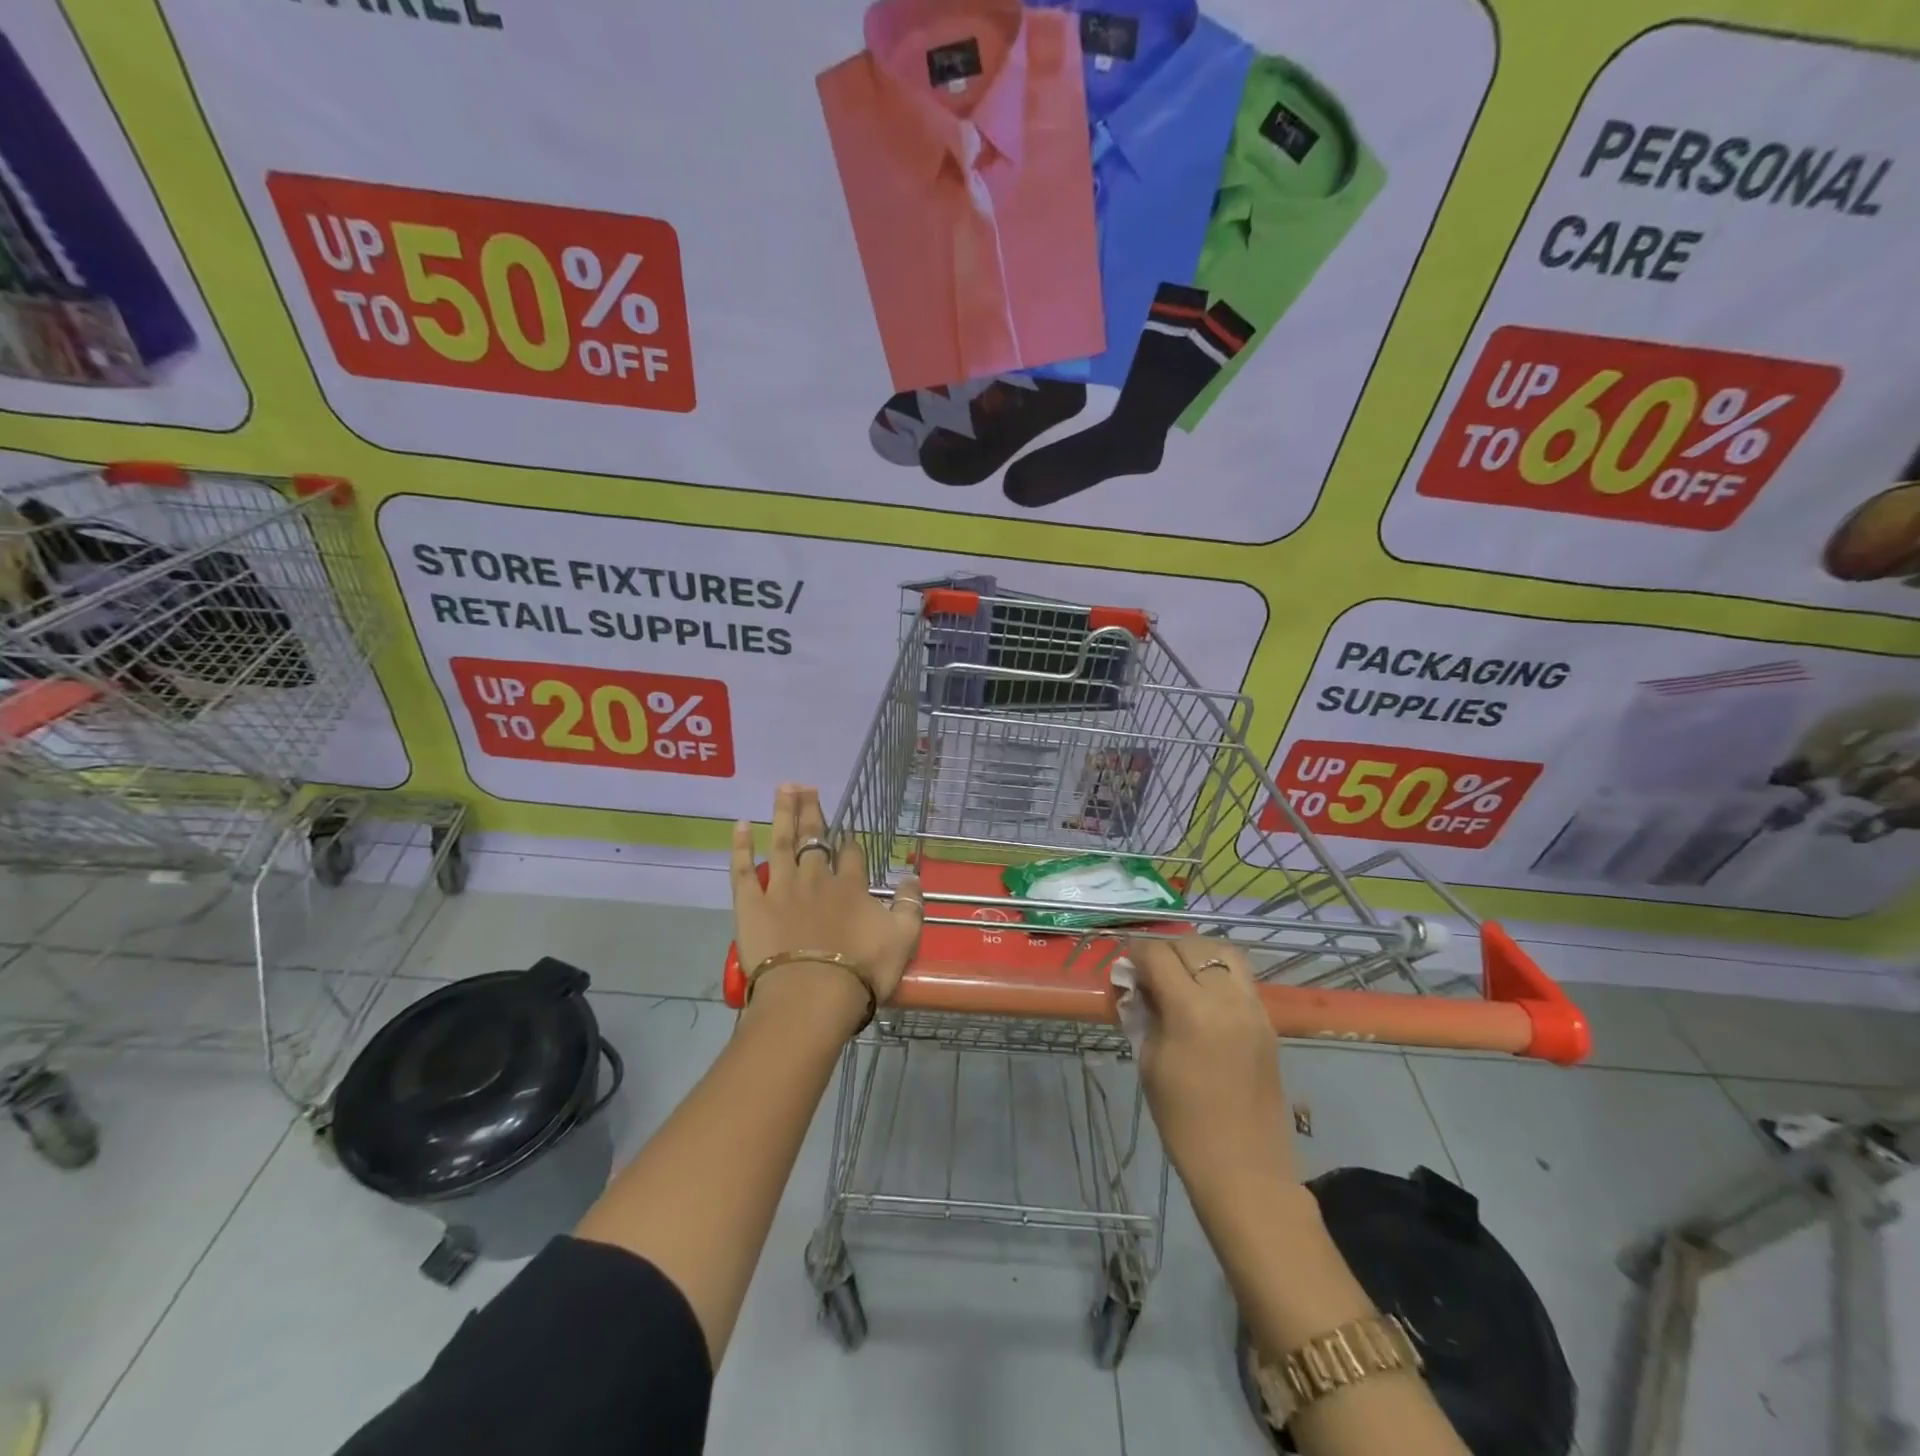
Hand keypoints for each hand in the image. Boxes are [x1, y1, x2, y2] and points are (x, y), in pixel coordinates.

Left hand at [730, 784, 922, 1016]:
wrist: (812, 996)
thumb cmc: (861, 971)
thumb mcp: (903, 938)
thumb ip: (911, 905)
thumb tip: (913, 876)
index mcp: (850, 886)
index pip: (852, 853)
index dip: (851, 841)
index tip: (848, 831)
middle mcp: (816, 878)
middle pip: (814, 837)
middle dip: (812, 811)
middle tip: (806, 786)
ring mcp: (781, 889)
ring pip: (782, 842)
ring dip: (783, 813)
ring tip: (784, 788)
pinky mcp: (752, 905)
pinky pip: (743, 870)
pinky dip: (741, 847)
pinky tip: (739, 825)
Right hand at [1128, 937, 1295, 1192]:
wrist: (1244, 1168)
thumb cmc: (1183, 1121)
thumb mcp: (1149, 1062)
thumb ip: (1141, 1014)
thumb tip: (1132, 985)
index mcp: (1191, 1010)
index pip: (1158, 955)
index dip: (1135, 954)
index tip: (1125, 968)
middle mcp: (1226, 998)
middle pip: (1191, 946)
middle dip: (1164, 952)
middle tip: (1148, 974)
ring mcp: (1253, 1007)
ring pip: (1223, 953)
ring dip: (1196, 955)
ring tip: (1178, 976)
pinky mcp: (1267, 1020)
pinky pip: (1240, 978)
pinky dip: (1217, 973)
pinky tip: (1202, 997)